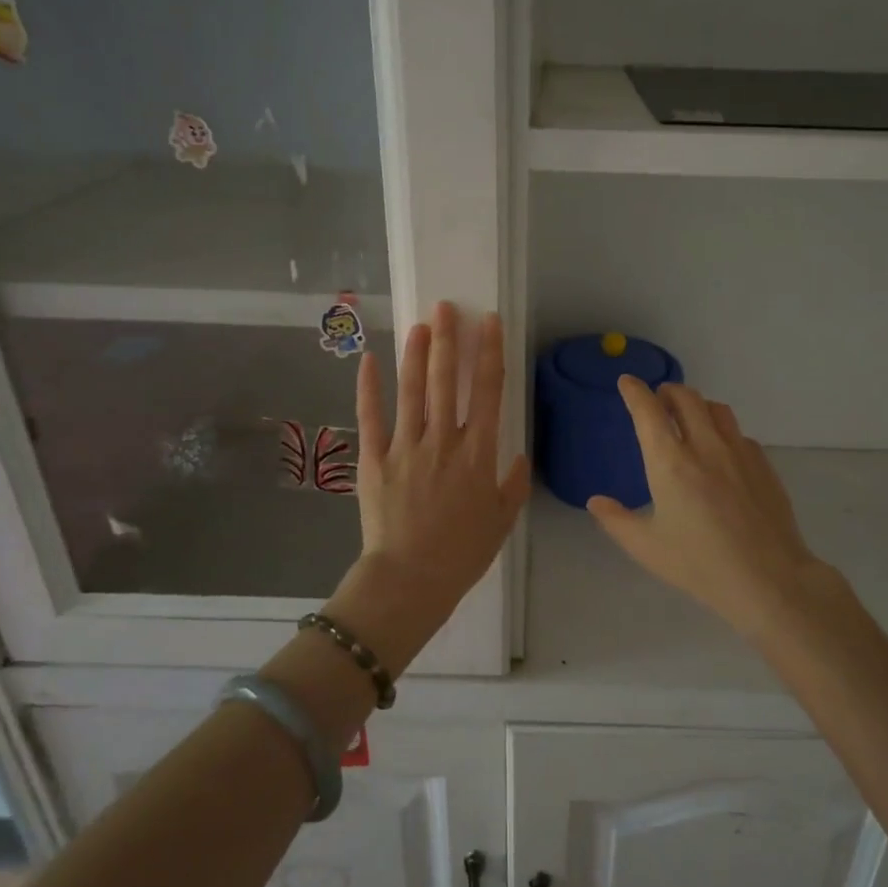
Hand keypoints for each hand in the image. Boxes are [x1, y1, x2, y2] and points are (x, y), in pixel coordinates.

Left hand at [351, 302, 530, 631]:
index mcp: (478, 454)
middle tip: (446, 307)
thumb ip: (513, 485)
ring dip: (416, 354)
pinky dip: (369, 387)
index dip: (489, 352)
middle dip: (449, 340)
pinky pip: (371, 418)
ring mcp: (406, 447)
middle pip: (445, 381)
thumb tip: (518, 456)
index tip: (490, 322)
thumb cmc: (462, 554)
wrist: (411, 579)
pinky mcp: (375, 460)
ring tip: (420, 324)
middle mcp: (443, 441)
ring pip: (411, 391)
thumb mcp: (501, 522)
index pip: (487, 391)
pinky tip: (370, 360)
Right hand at [587, 379, 844, 634]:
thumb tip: (596, 501)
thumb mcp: (646, 547)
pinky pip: (739, 434)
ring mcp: (739, 453)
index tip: (627, 382)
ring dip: (697, 404)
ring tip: (689, 417)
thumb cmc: (699, 564)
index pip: (648, 411)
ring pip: (716, 409)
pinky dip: (723, 431)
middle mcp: (705, 446)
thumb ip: (616, 520)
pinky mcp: (763, 465)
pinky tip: (722, 452)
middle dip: (667, 391)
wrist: (768, 579)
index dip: (635, 391)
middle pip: (686, 398)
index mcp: (670, 463)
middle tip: (658, 400)